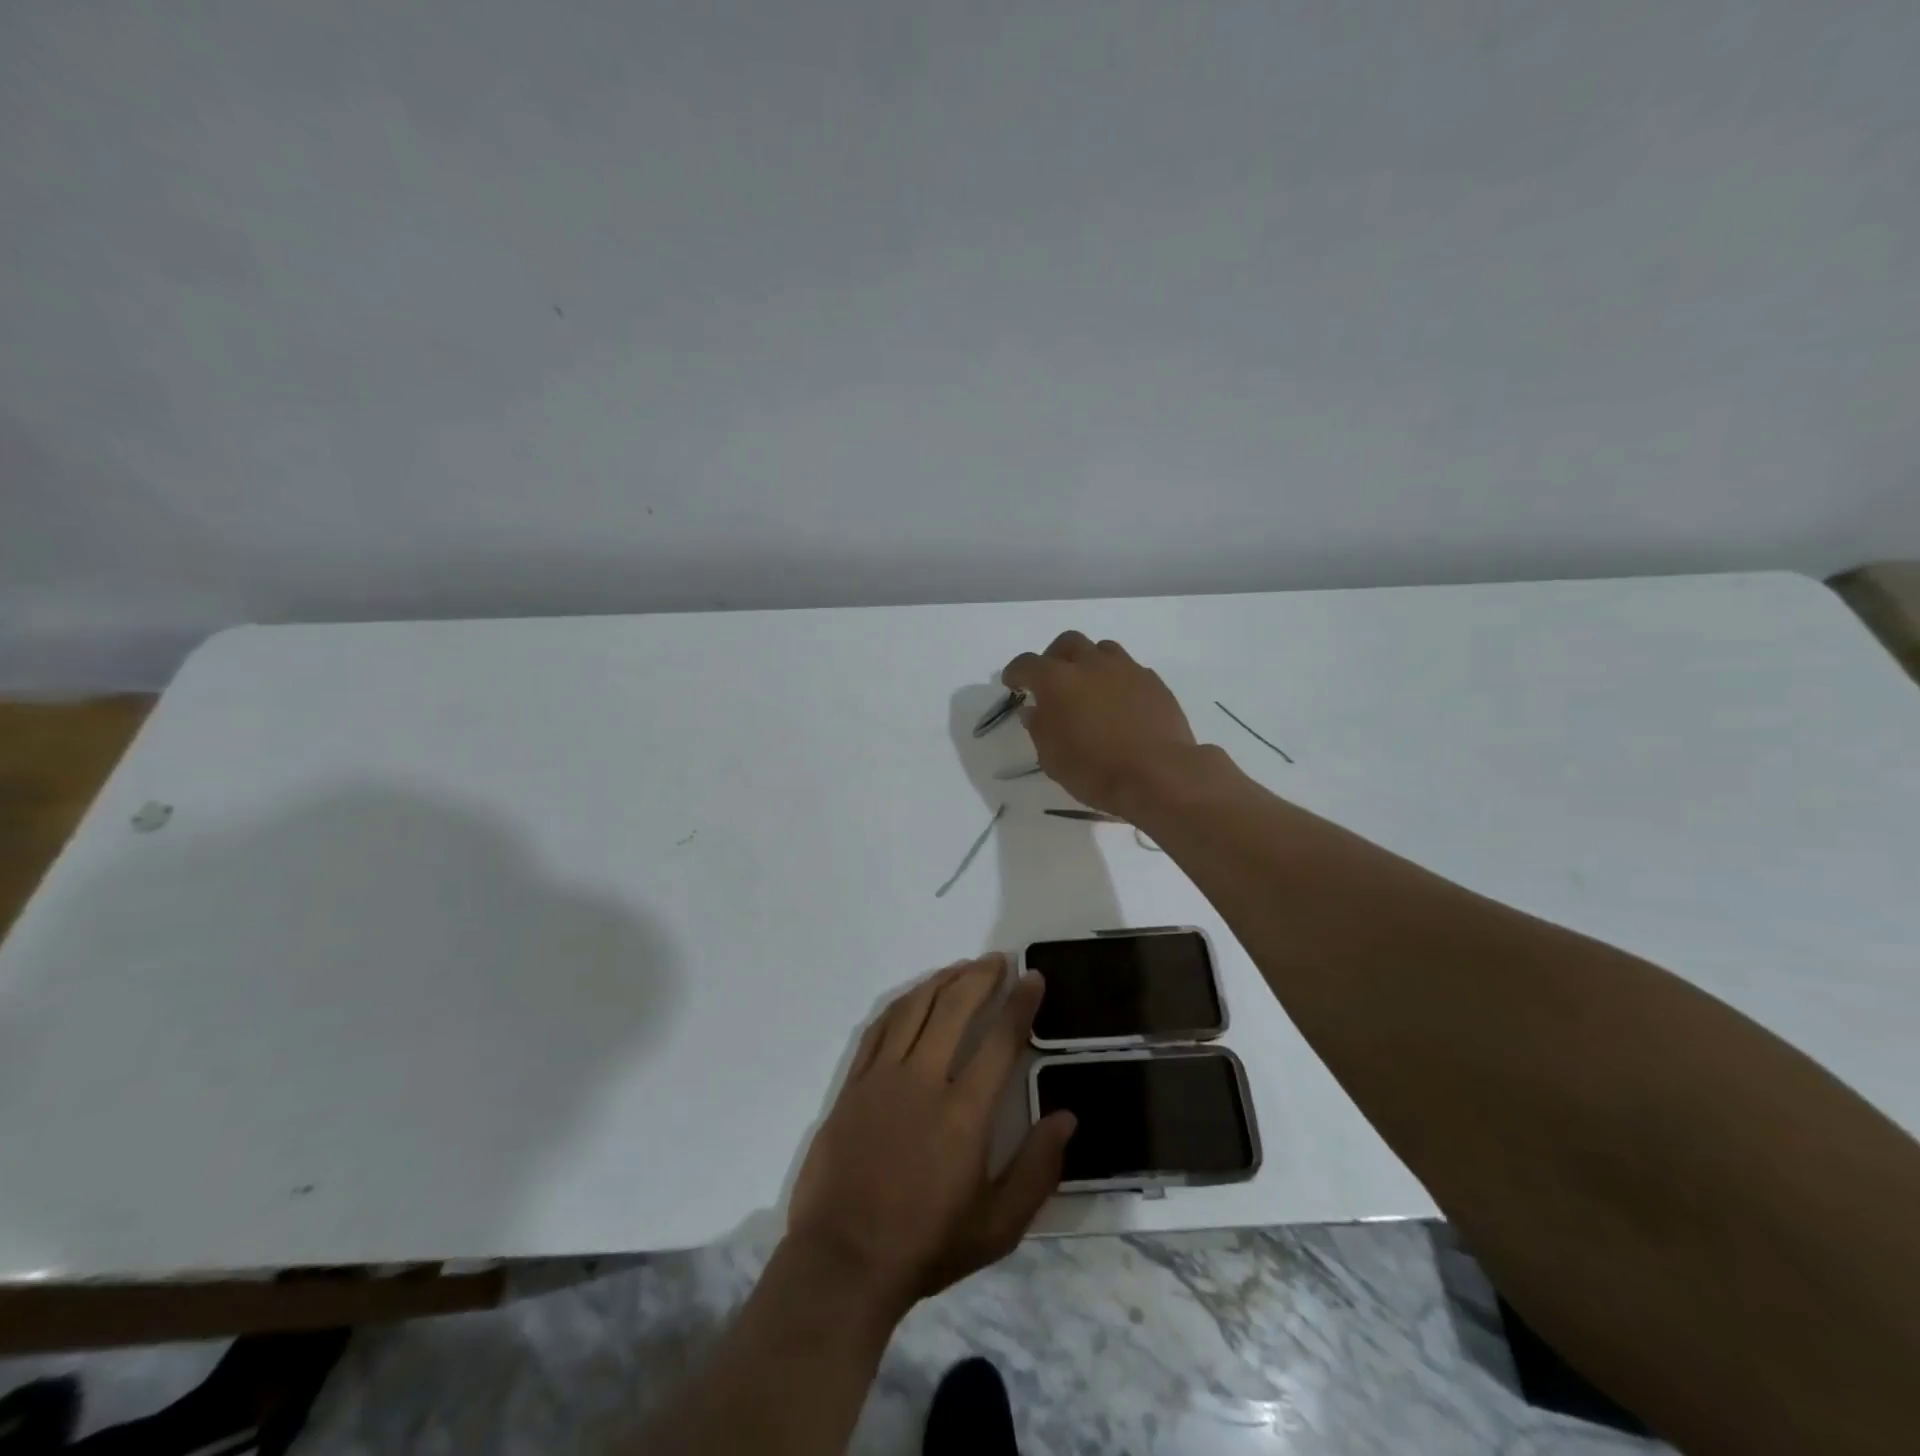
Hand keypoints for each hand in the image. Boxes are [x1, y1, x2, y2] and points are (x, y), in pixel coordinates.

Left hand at [787, 954, 1074, 1316]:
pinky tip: (915, 995)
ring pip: (915, 1008)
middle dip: (981, 977)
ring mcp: (883, 1077)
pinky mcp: (854, 1083)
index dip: (1020, 1004)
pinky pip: (880, 1027)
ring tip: (963, 967)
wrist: (843, 1261)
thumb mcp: (998, 1227)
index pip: (1000, 1040)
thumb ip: (1037, 1169)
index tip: (1032, 978)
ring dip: (943, 980)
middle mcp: (924, 1080)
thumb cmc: (925, 1245)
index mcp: (964, 1113)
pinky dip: (903, 1002)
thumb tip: (1066, 1116)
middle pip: (955, 1008)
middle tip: (998, 960)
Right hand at [1002, 631, 1198, 816]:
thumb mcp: (1052, 758)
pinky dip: (1116, 679)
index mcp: (1057, 680)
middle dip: (1054, 657)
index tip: (1013, 684)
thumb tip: (1034, 709)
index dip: (1016, 672)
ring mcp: (1126, 669)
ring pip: (1101, 650)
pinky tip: (1118, 702)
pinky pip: (1128, 669)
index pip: (1027, 664)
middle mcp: (1090, 664)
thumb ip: (1039, 727)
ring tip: (1088, 686)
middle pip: (1067, 642)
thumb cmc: (1095, 771)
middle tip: (1052, 679)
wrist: (1159, 775)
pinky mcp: (1153, 681)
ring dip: (1089, 662)